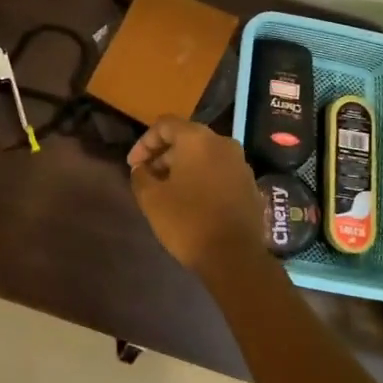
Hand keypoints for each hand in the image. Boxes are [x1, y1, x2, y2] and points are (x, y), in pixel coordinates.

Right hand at [127, 117, 261, 272]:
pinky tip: (191, 200)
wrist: (235, 258)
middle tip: (147, 178)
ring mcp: (240, 163)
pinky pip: (219, 170)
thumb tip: (141, 168)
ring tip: (167, 190)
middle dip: (163, 155)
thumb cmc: (188, 221)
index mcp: (197, 139)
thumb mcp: (152, 199)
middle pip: (186, 138)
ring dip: (182, 167)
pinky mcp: (249, 183)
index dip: (144, 143)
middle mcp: (222, 143)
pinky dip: (202, 177)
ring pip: (204, 155)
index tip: (133, 166)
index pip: (164, 125)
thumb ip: (141, 176)